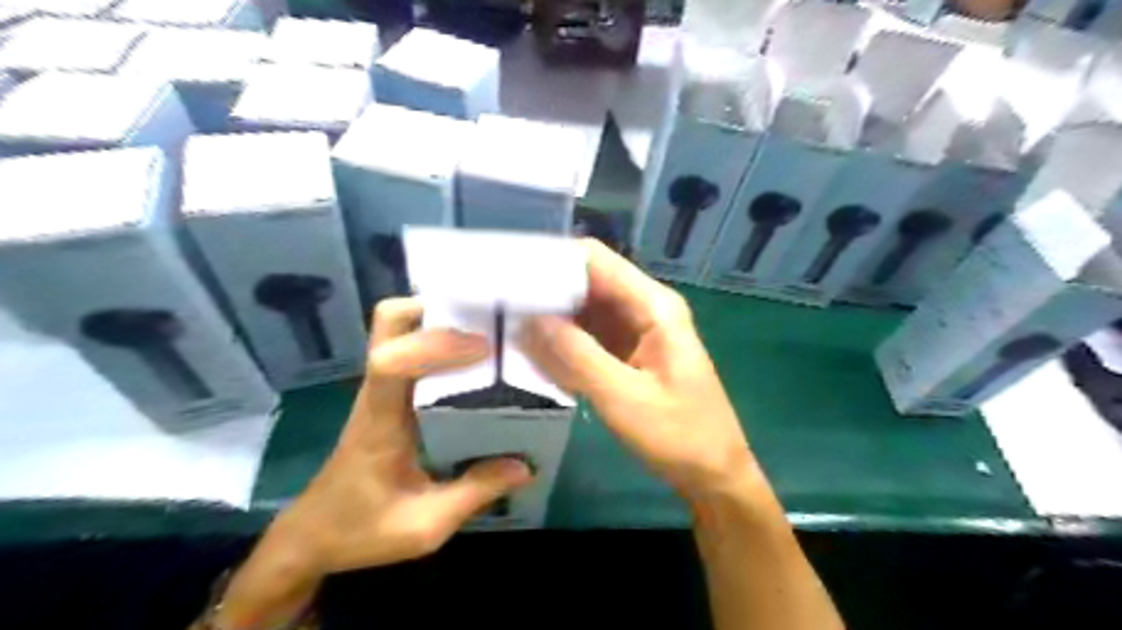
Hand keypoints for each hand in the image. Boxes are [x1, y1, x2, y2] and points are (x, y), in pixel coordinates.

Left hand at [214, 297, 538, 629]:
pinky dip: (438, 340)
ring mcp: (379, 389)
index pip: (390, 361)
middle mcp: (377, 392)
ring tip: (485, 334)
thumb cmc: (361, 531)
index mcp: (380, 420)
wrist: (311, 537)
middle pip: (388, 322)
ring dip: (439, 321)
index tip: (484, 349)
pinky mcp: (387, 395)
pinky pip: (408, 348)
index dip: (435, 344)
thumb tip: (525, 465)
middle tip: (482, 324)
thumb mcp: (425, 526)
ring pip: (397, 328)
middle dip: (435, 310)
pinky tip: (471, 362)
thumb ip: (475, 493)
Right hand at [523, 240, 757, 503]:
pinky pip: (589, 335)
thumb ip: (576, 354)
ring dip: (551, 318)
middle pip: (586, 282)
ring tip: (508, 330)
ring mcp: (636, 329)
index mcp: (653, 306)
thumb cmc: (679, 435)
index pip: (594, 260)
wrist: (713, 472)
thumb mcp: (623, 397)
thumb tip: (529, 317)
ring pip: (584, 309)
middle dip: (545, 291)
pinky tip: (536, 355)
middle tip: (498, 308)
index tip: (508, 276)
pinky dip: (565, 342)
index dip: (551, 261)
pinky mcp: (628, 351)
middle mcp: (644, 307)